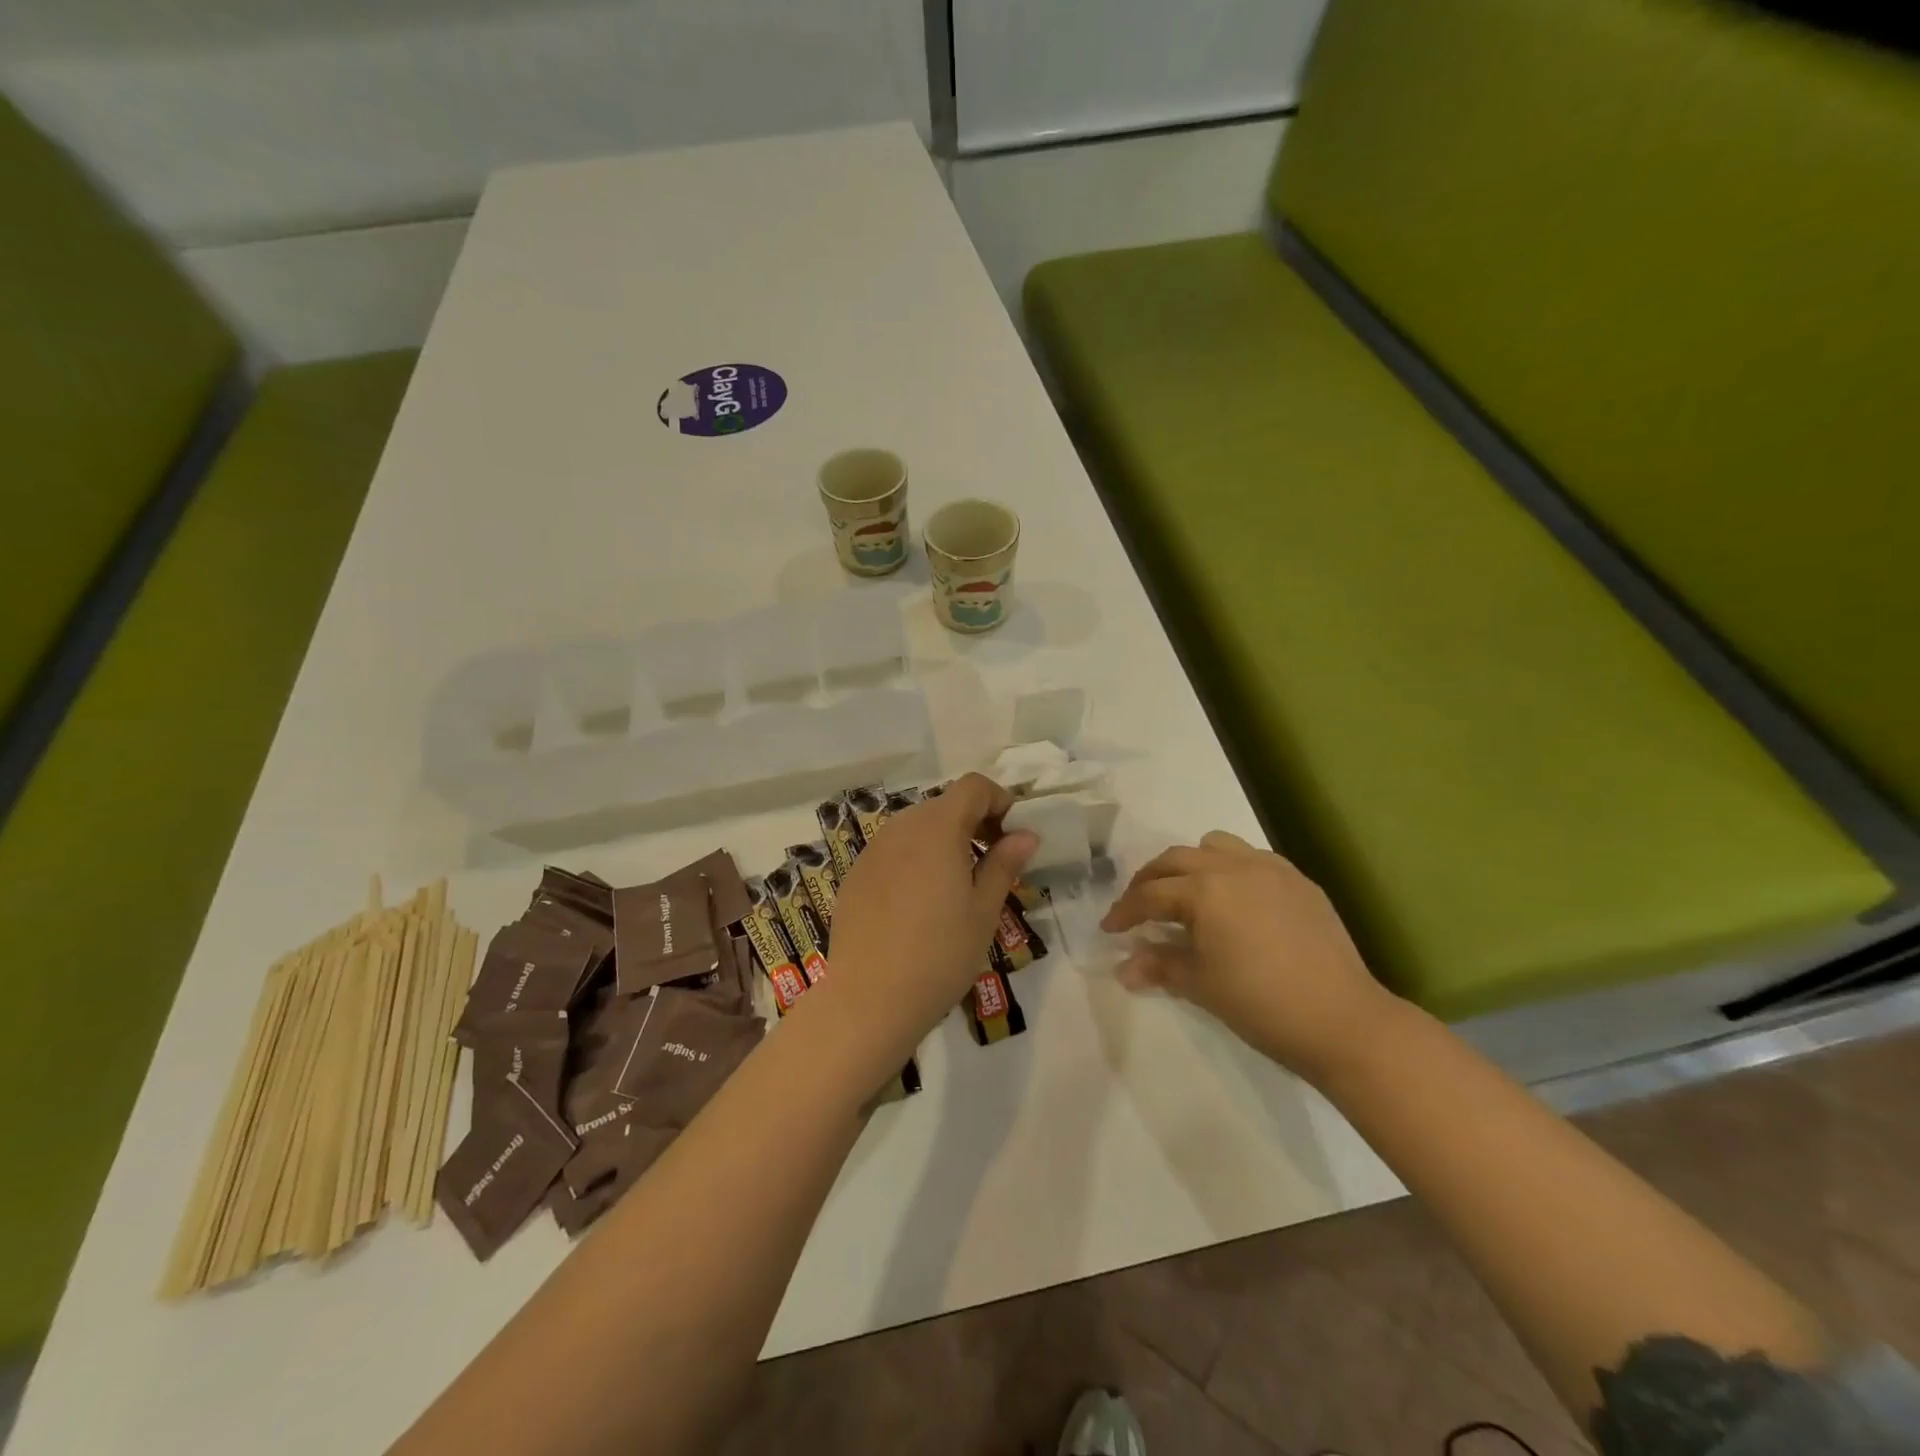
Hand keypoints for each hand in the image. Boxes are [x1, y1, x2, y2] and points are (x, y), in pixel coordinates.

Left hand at [817, 774, 1037, 1068]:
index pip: (974, 786)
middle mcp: (901, 827)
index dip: (999, 801)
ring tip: (957, 887)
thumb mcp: (983, 910)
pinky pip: (893, 852)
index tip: (1013, 836)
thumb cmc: (940, 953)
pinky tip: (919, 906)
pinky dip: (915, 861)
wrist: (869, 999)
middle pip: (944, 805)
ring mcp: (873, 850)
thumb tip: (1025, 834)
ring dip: (944, 842)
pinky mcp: (855, 875)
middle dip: (974, 823)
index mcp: (937, 827)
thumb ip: (1004, 863)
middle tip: (993, 864)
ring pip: (917, 828)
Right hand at [1100, 831, 1395, 1083]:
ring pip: (1215, 847)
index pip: (1151, 894)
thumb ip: (1159, 966)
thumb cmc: (1261, 1004)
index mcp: (1205, 890)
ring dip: (1190, 865)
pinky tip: (1233, 902)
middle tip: (1137, 907)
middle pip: (1176, 860)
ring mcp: (1271, 869)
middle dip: (1150, 880)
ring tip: (1185, 894)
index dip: (1125, 911)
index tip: (1109, 929)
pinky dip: (1230, 870)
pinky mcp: (1299, 881)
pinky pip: (1252, 859)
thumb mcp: (1201, 985)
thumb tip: (1124, 967)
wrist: (1343, 1021)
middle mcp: (1234, 867)